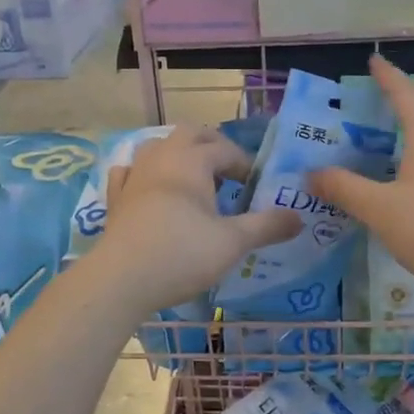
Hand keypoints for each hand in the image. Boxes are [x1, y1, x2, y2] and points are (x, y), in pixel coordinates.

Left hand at [101, 127, 301, 311]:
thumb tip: (298, 217)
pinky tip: (148, 187)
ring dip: (177, 155)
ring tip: (192, 178)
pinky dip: (144, 174)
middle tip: (228, 171)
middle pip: (189, 134)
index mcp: (192, 161)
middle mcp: (161, 158)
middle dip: (211, 146)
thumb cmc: (182, 254)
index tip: (256, 186)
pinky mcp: (115, 198)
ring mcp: (134, 176)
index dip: (244, 164)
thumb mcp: (233, 243)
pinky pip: (129, 172)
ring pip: (157, 147)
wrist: (121, 279)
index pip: (225, 149)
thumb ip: (267, 226)